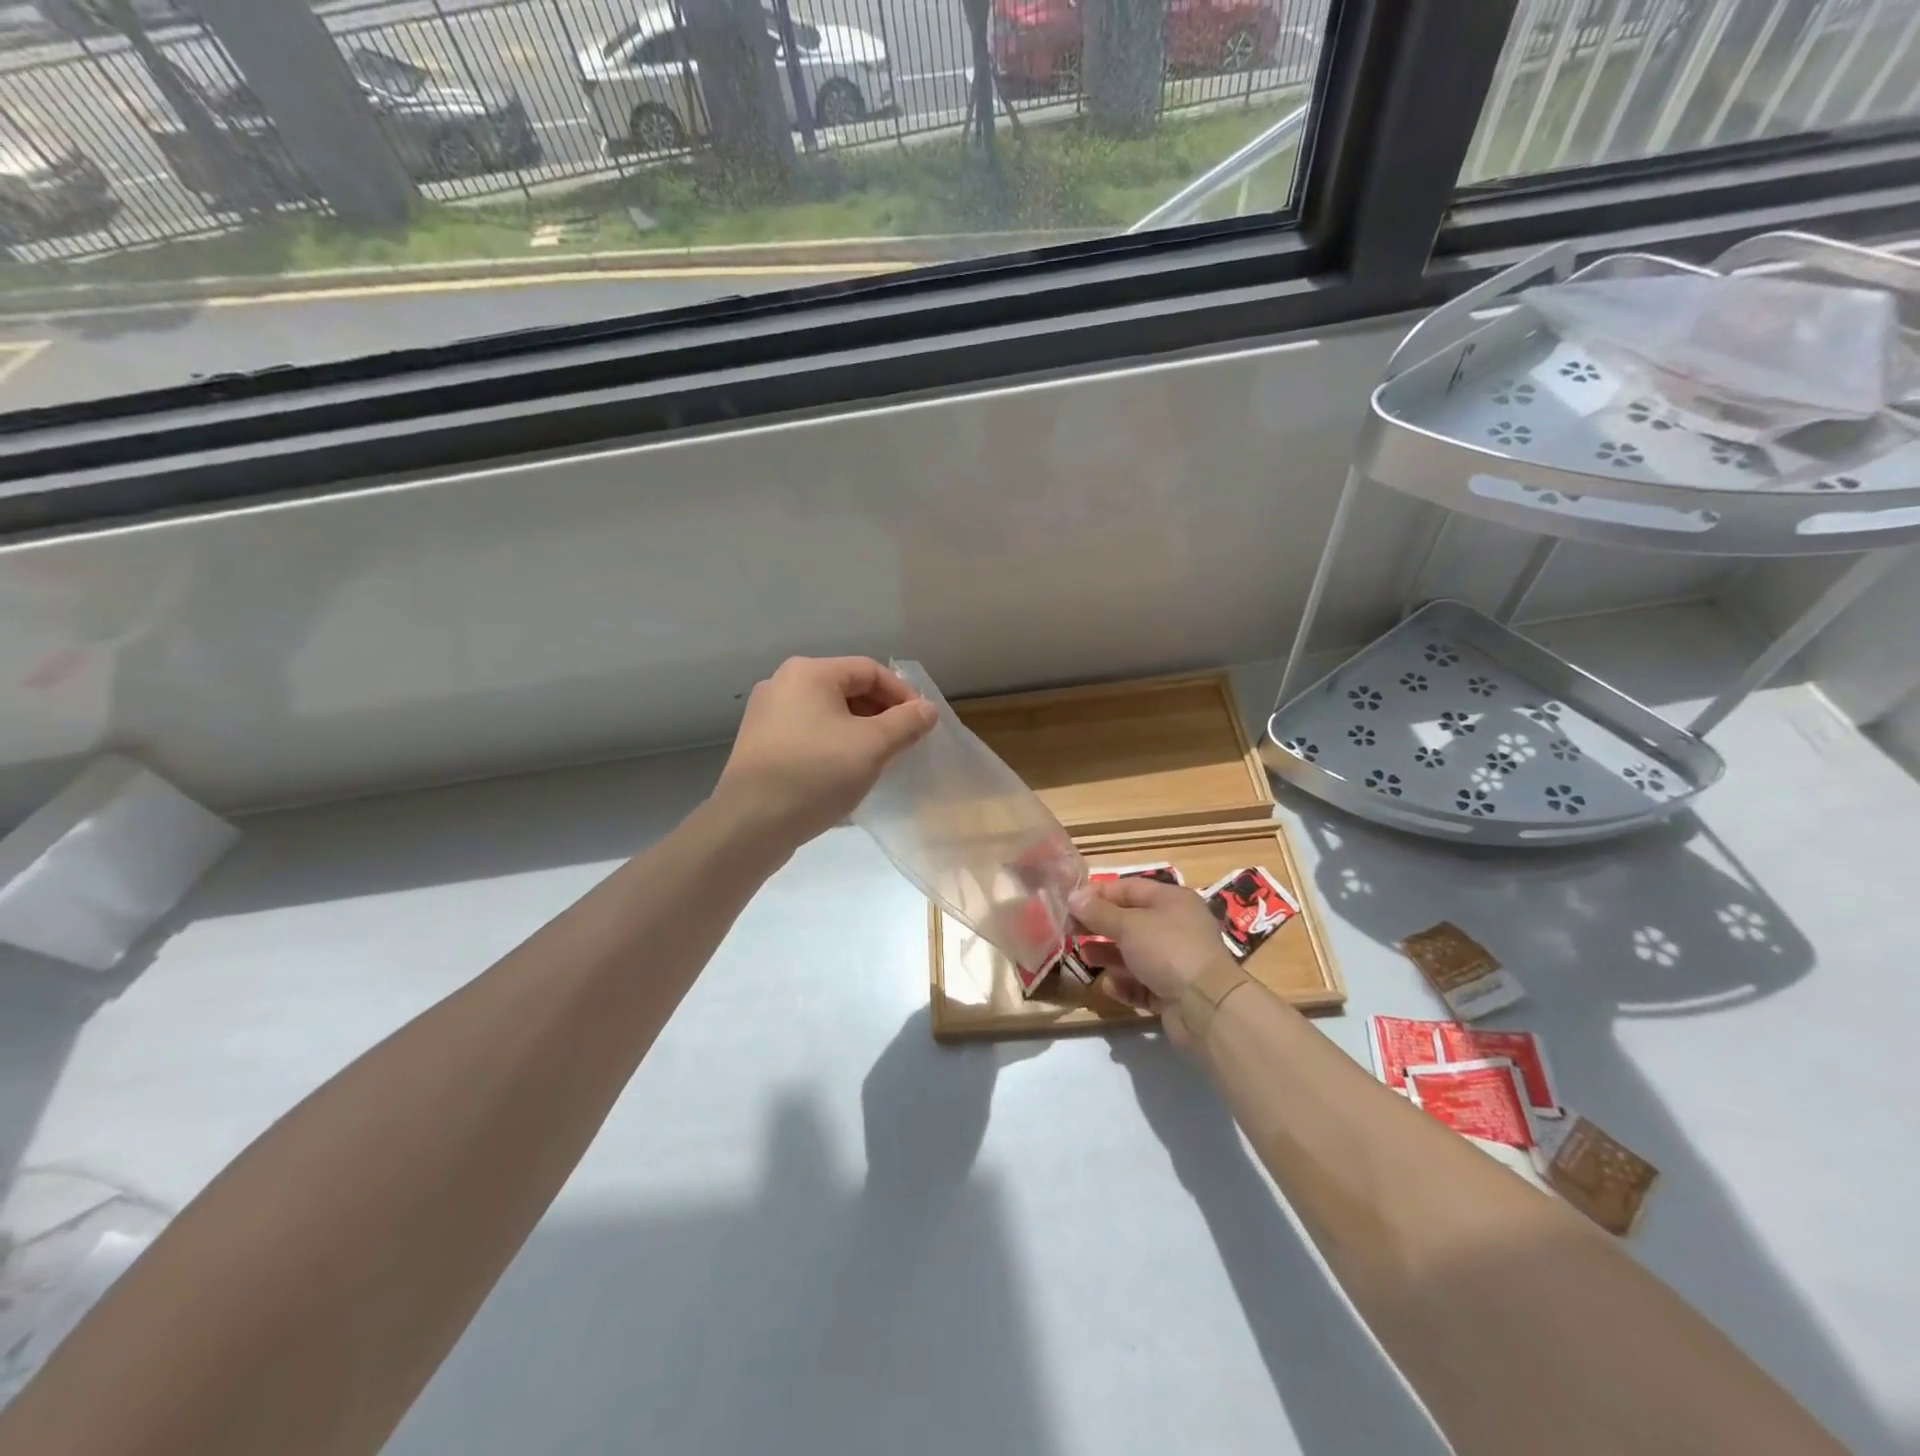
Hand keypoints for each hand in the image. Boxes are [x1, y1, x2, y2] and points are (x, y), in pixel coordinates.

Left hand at [713, 656, 937, 852]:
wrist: (750, 824)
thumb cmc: (816, 774)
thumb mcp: (872, 747)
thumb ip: (906, 723)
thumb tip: (928, 709)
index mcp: (809, 673)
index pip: (870, 670)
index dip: (902, 694)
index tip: (922, 724)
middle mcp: (783, 684)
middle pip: (847, 688)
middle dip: (881, 713)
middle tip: (904, 743)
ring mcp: (766, 715)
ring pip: (827, 713)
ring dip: (859, 731)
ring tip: (879, 759)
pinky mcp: (760, 744)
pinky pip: (808, 733)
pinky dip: (834, 744)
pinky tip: (845, 772)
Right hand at [1068, 877, 1237, 1047]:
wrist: (1207, 1006)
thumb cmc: (1167, 950)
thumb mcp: (1128, 925)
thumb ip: (1099, 912)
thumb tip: (1074, 898)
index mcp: (1172, 901)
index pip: (1129, 888)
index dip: (1098, 894)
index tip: (1071, 903)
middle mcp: (1176, 927)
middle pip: (1130, 921)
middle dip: (1100, 926)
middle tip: (1070, 932)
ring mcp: (1177, 961)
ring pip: (1134, 954)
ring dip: (1108, 955)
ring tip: (1084, 957)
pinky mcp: (1174, 992)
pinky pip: (1143, 983)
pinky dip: (1125, 984)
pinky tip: (1110, 986)